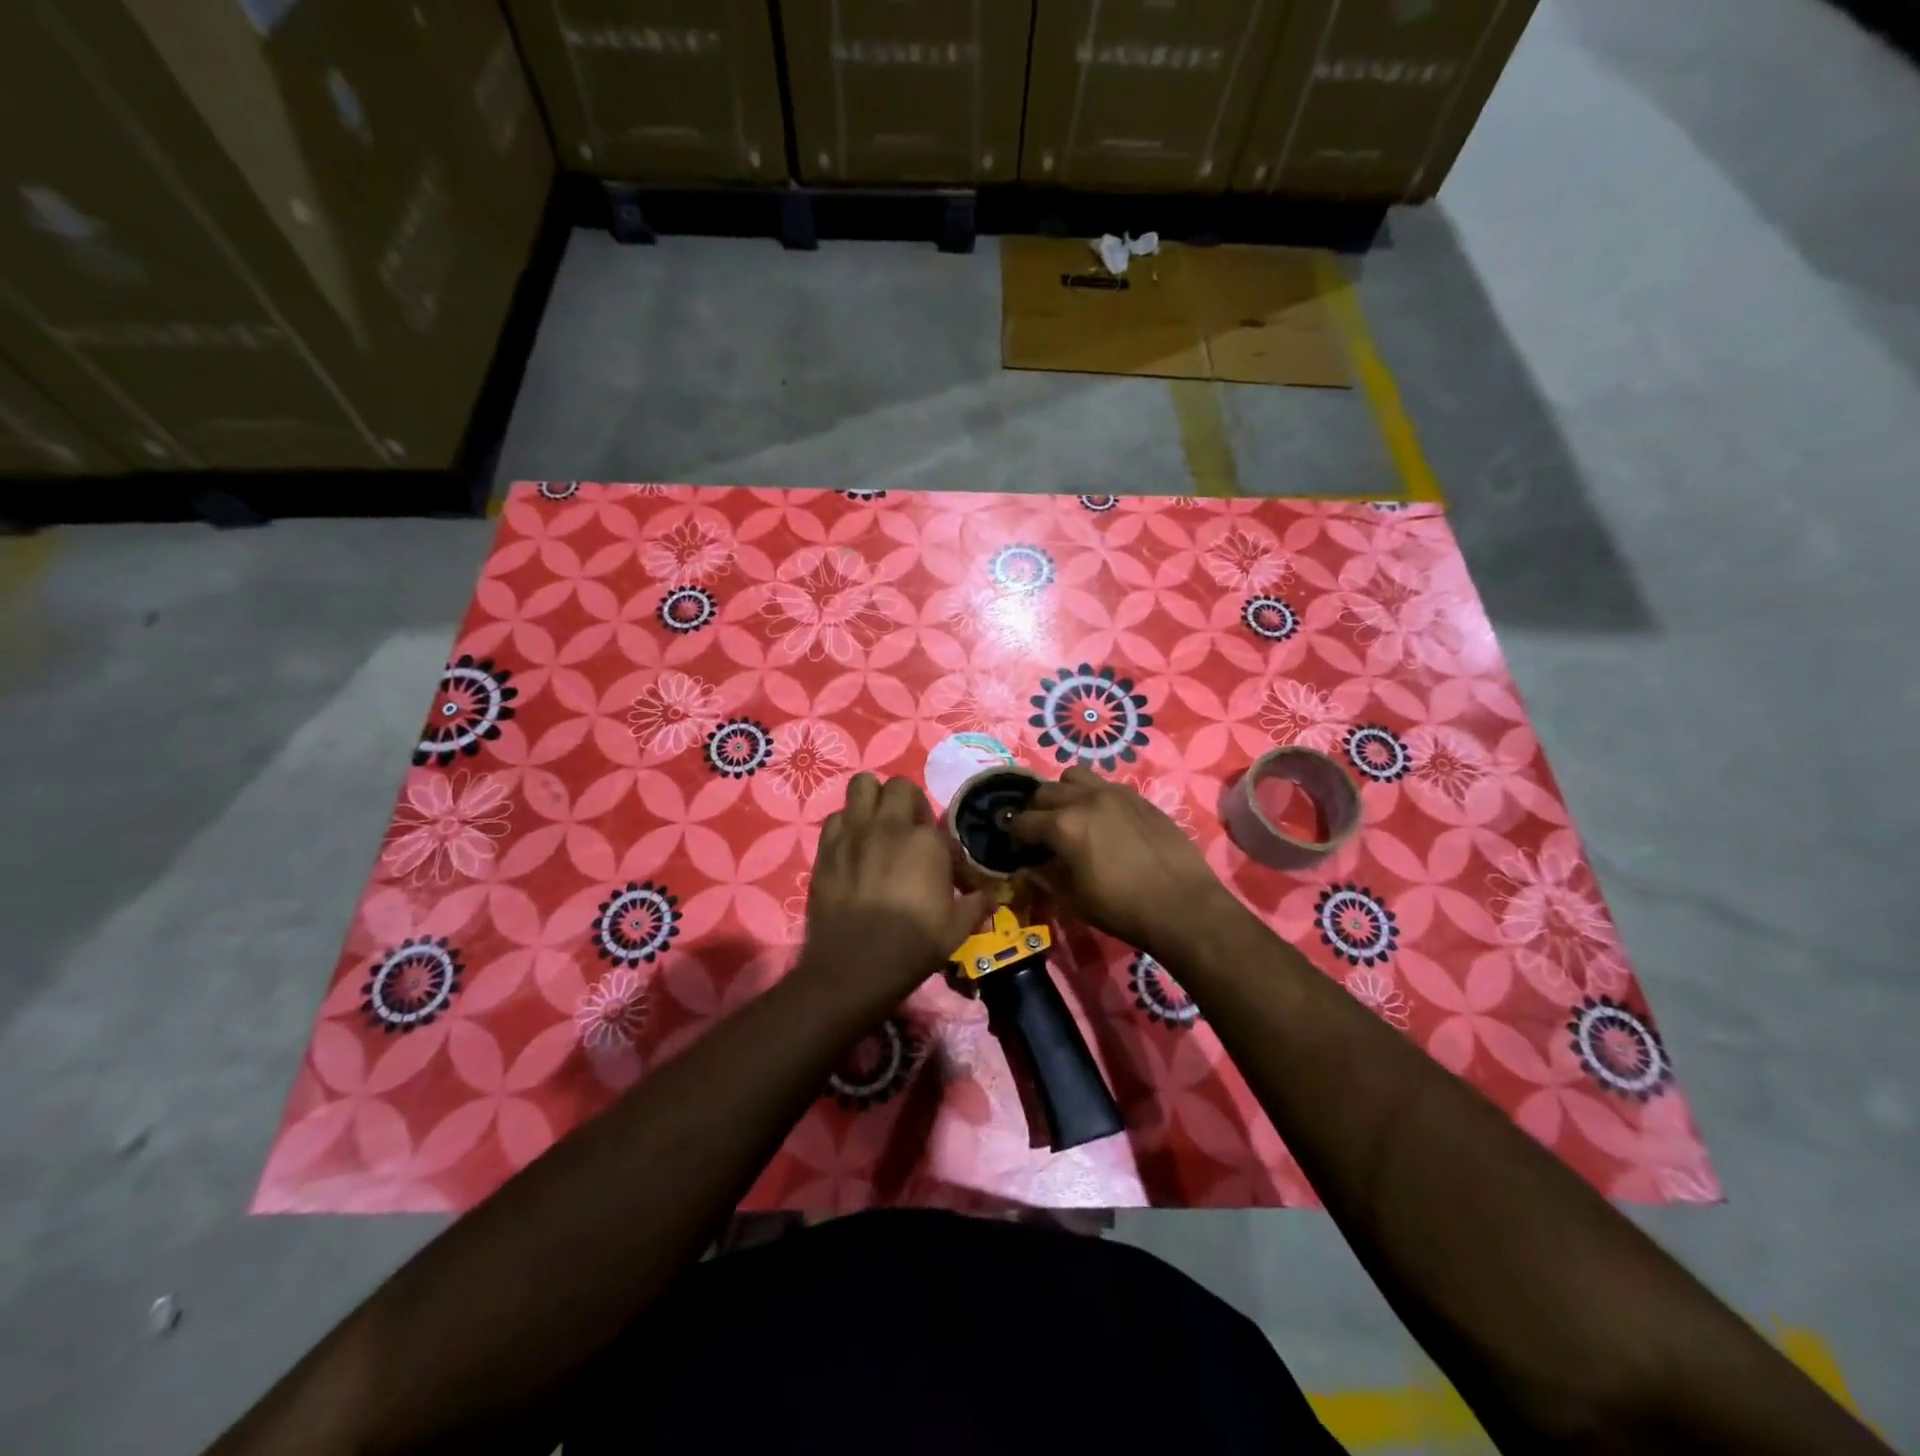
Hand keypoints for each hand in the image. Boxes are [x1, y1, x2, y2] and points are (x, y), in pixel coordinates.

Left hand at [799, 774, 989, 1009]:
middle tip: (908, 829)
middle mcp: (889, 826)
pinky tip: (852, 847)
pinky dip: (846, 824)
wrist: (854, 966)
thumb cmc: (912, 946)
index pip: (937, 822)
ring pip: (861, 786)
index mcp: (926, 841)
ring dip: (872, 800)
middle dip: (905, 800)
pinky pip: (836, 817)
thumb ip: (976, 904)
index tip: (941, 864)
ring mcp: (854, 833)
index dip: (940, 841)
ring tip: (877, 826)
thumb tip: (992, 896)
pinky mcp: (826, 848)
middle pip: (898, 786)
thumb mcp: (957, 928)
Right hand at [1008, 767, 1237, 960]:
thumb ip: (1044, 877)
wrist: (1183, 906)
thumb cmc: (1122, 909)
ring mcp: (1115, 793)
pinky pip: (1104, 785)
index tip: (1018, 852)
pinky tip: (1103, 821)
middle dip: (1035, 812)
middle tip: (1040, 835)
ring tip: (1070, 816)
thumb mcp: (1073, 900)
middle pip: (1044, 792)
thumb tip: (1027, 868)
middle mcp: (1085, 799)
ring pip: (1074, 776)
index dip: (1015, 838)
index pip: (1023, 822)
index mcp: (1063, 825)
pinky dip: (1093, 796)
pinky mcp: (1138, 797)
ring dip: (1063, 794)